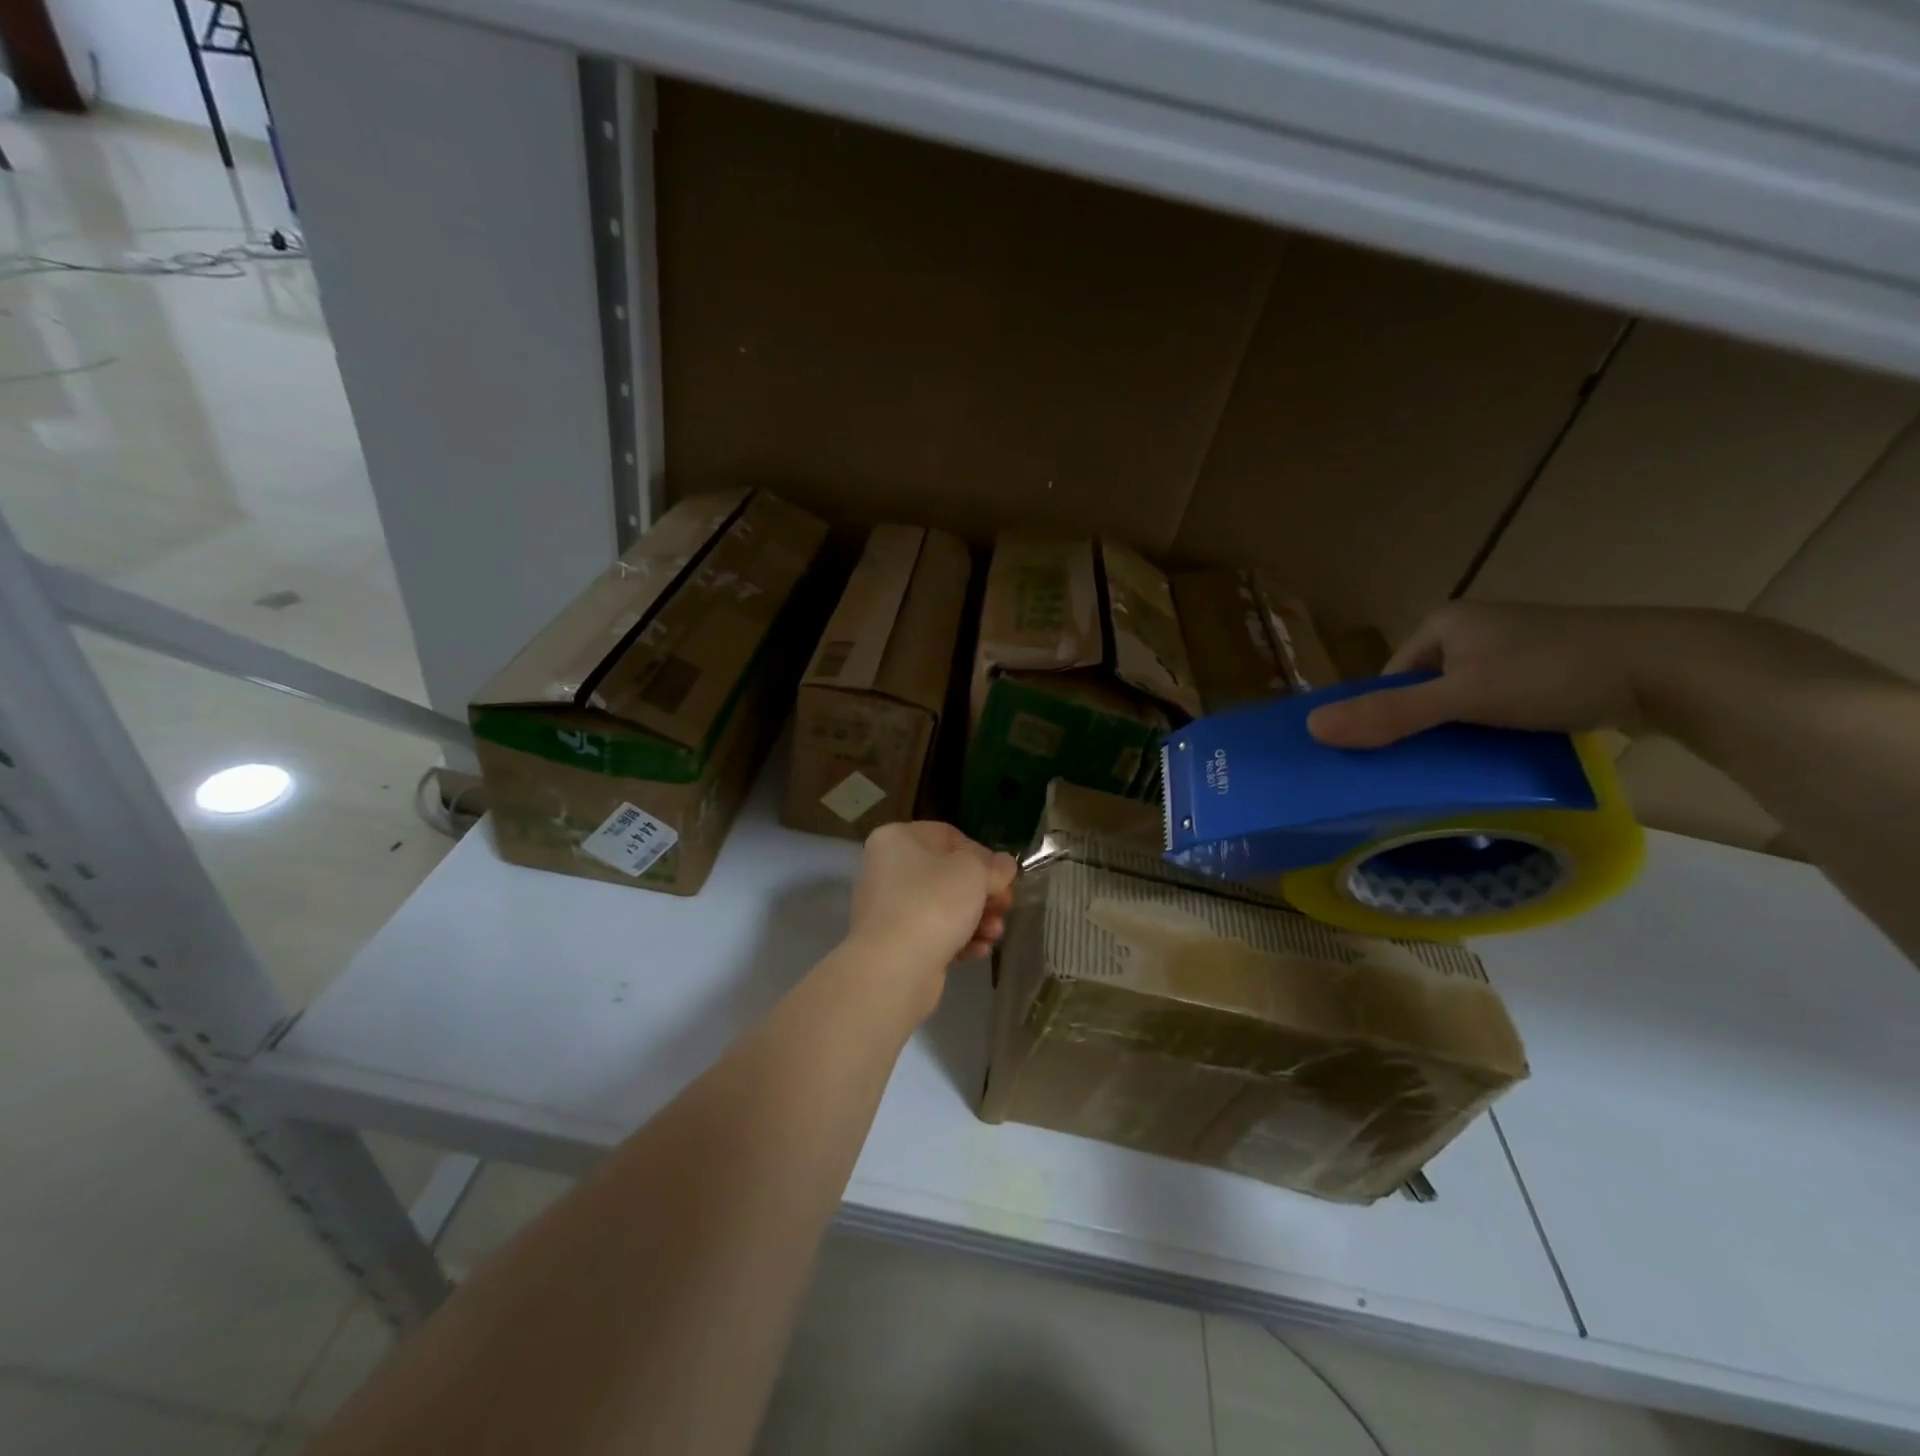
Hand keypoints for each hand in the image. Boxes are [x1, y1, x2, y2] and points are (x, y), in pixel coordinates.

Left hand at [849, 822, 1016, 971]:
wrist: (893, 970)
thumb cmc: (932, 905)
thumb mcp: (974, 873)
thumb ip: (994, 865)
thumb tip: (1003, 865)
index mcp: (897, 839)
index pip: (948, 836)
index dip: (981, 854)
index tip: (1002, 876)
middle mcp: (888, 869)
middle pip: (948, 874)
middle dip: (983, 893)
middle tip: (1005, 907)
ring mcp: (890, 908)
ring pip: (944, 906)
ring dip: (976, 918)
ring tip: (994, 934)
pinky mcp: (896, 943)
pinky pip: (934, 933)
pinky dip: (959, 939)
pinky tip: (978, 951)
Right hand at [1305, 602, 1674, 748]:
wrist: (1673, 668)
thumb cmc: (1552, 673)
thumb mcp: (1462, 698)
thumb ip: (1390, 715)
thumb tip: (1311, 729)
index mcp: (1443, 624)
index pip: (1390, 678)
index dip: (1384, 716)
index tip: (1388, 757)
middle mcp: (1474, 630)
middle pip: (1425, 691)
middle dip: (1422, 728)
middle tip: (1424, 769)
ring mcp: (1515, 649)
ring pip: (1463, 701)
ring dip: (1460, 733)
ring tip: (1465, 767)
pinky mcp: (1551, 670)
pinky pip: (1500, 704)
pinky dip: (1495, 730)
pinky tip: (1505, 754)